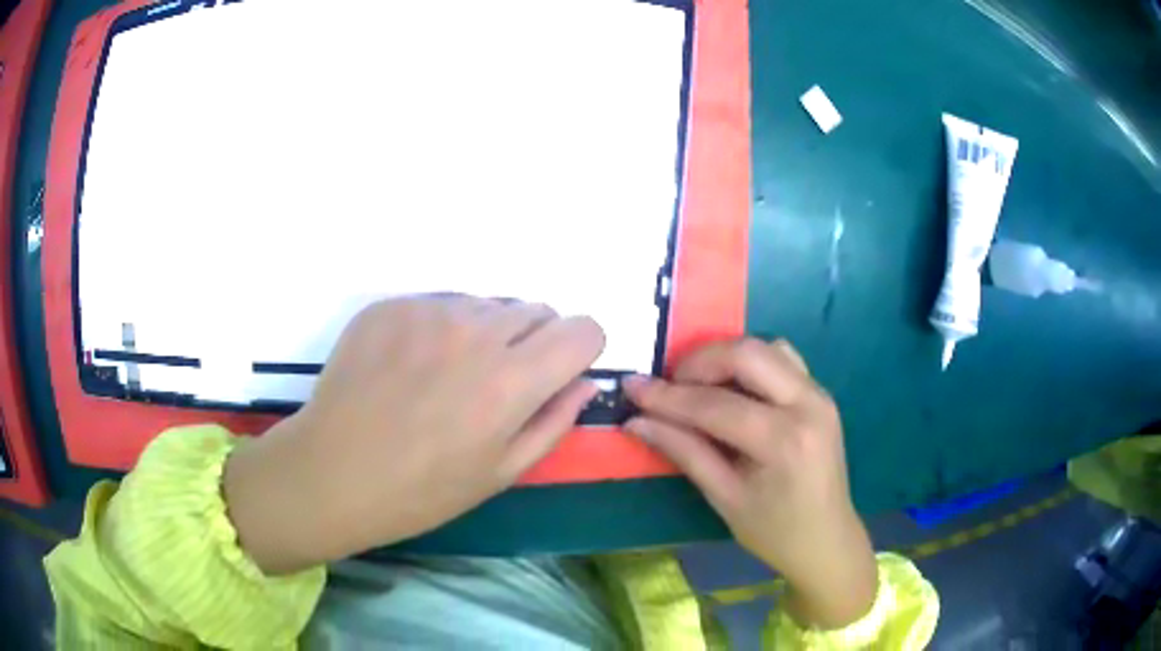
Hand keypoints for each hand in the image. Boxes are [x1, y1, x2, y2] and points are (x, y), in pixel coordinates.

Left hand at [224, 296, 604, 573]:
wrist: (332, 471)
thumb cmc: (421, 490)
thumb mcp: (502, 473)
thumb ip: (554, 421)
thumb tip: (584, 381)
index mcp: (512, 380)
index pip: (583, 329)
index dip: (580, 350)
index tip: (559, 372)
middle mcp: (476, 331)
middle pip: (537, 310)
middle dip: (534, 342)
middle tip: (496, 384)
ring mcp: (428, 311)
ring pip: (486, 306)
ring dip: (484, 334)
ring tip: (446, 377)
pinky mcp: (391, 305)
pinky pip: (438, 305)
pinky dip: (438, 330)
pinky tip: (408, 368)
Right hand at [623, 339, 876, 629]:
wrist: (827, 540)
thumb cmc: (774, 532)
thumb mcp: (724, 498)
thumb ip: (683, 451)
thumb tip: (636, 421)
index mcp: (784, 441)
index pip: (716, 405)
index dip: (668, 396)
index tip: (632, 388)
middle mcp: (808, 404)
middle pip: (746, 353)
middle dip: (699, 362)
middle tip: (669, 385)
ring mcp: (819, 394)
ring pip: (765, 347)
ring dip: (725, 358)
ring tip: (697, 386)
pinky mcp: (820, 394)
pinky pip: (782, 358)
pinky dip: (750, 363)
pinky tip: (734, 388)